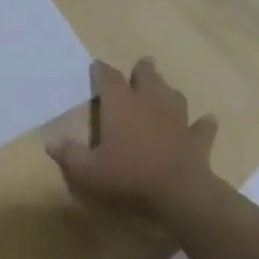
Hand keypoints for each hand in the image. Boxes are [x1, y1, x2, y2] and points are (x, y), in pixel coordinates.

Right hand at [46, 59, 224, 229]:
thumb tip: (51, 142)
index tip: (96, 66)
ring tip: (165, 90)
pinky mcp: (197, 139)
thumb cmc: (128, 175)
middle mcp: (149, 103)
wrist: (179, 193)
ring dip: (168, 91)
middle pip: (147, 77)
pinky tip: (206, 120)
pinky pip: (202, 126)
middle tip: (142, 65)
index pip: (108, 78)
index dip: (101, 70)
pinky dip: (202, 123)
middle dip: (143, 70)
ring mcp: (177, 119)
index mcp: (121, 104)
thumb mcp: (88, 170)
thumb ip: (69, 154)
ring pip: (174, 96)